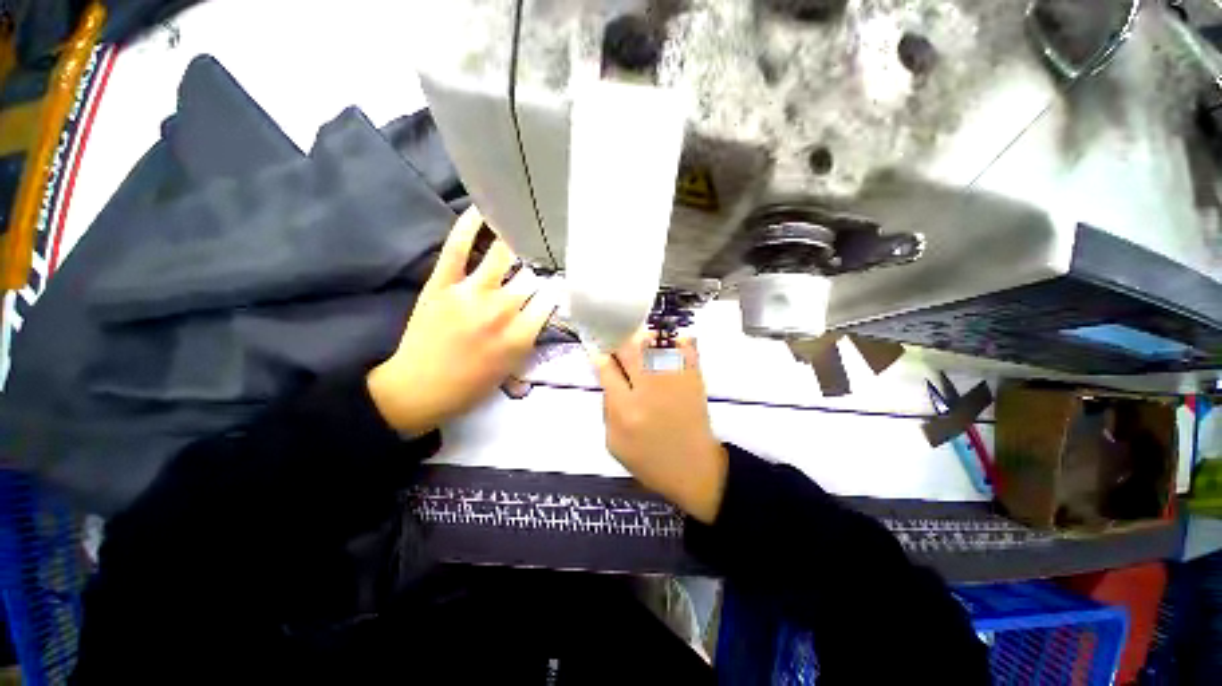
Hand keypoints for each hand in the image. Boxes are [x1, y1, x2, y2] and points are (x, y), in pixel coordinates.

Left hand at [368, 207, 555, 435]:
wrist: (418, 389)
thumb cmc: (471, 385)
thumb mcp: (514, 368)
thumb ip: (532, 337)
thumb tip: (544, 310)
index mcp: (520, 335)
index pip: (551, 299)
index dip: (559, 287)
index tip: (562, 279)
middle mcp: (500, 310)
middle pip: (532, 277)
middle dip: (543, 265)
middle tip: (547, 254)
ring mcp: (469, 294)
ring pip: (502, 257)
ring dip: (517, 241)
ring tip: (526, 226)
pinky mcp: (442, 284)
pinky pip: (457, 249)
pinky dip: (469, 226)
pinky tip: (483, 209)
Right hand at [591, 332, 727, 523]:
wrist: (694, 469)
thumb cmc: (650, 460)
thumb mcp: (615, 443)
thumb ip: (607, 407)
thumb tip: (606, 376)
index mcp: (625, 410)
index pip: (607, 369)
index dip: (600, 356)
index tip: (599, 351)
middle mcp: (649, 390)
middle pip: (629, 349)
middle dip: (619, 342)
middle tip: (617, 345)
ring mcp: (674, 381)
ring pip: (654, 343)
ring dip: (643, 339)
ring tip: (639, 342)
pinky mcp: (694, 378)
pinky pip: (685, 348)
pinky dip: (675, 341)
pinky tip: (666, 344)